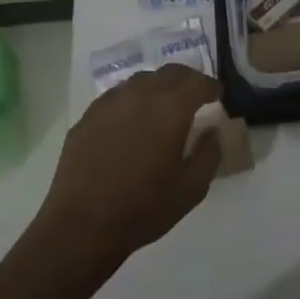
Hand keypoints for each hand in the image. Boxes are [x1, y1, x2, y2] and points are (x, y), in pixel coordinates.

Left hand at [40, 65, 222, 259]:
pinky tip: (131, 123)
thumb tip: (212, 132)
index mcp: (171, 108)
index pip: (198, 82)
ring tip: (162, 107)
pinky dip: (132, 101)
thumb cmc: (144, 207)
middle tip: (194, 96)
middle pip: (170, 72)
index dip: (211, 87)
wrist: (82, 226)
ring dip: (158, 87)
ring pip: (141, 80)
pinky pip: (117, 97)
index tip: (217, 96)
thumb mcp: (192, 188)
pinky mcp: (87, 116)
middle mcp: (141, 94)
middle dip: (187, 80)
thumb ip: (210, 153)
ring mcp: (110, 102)